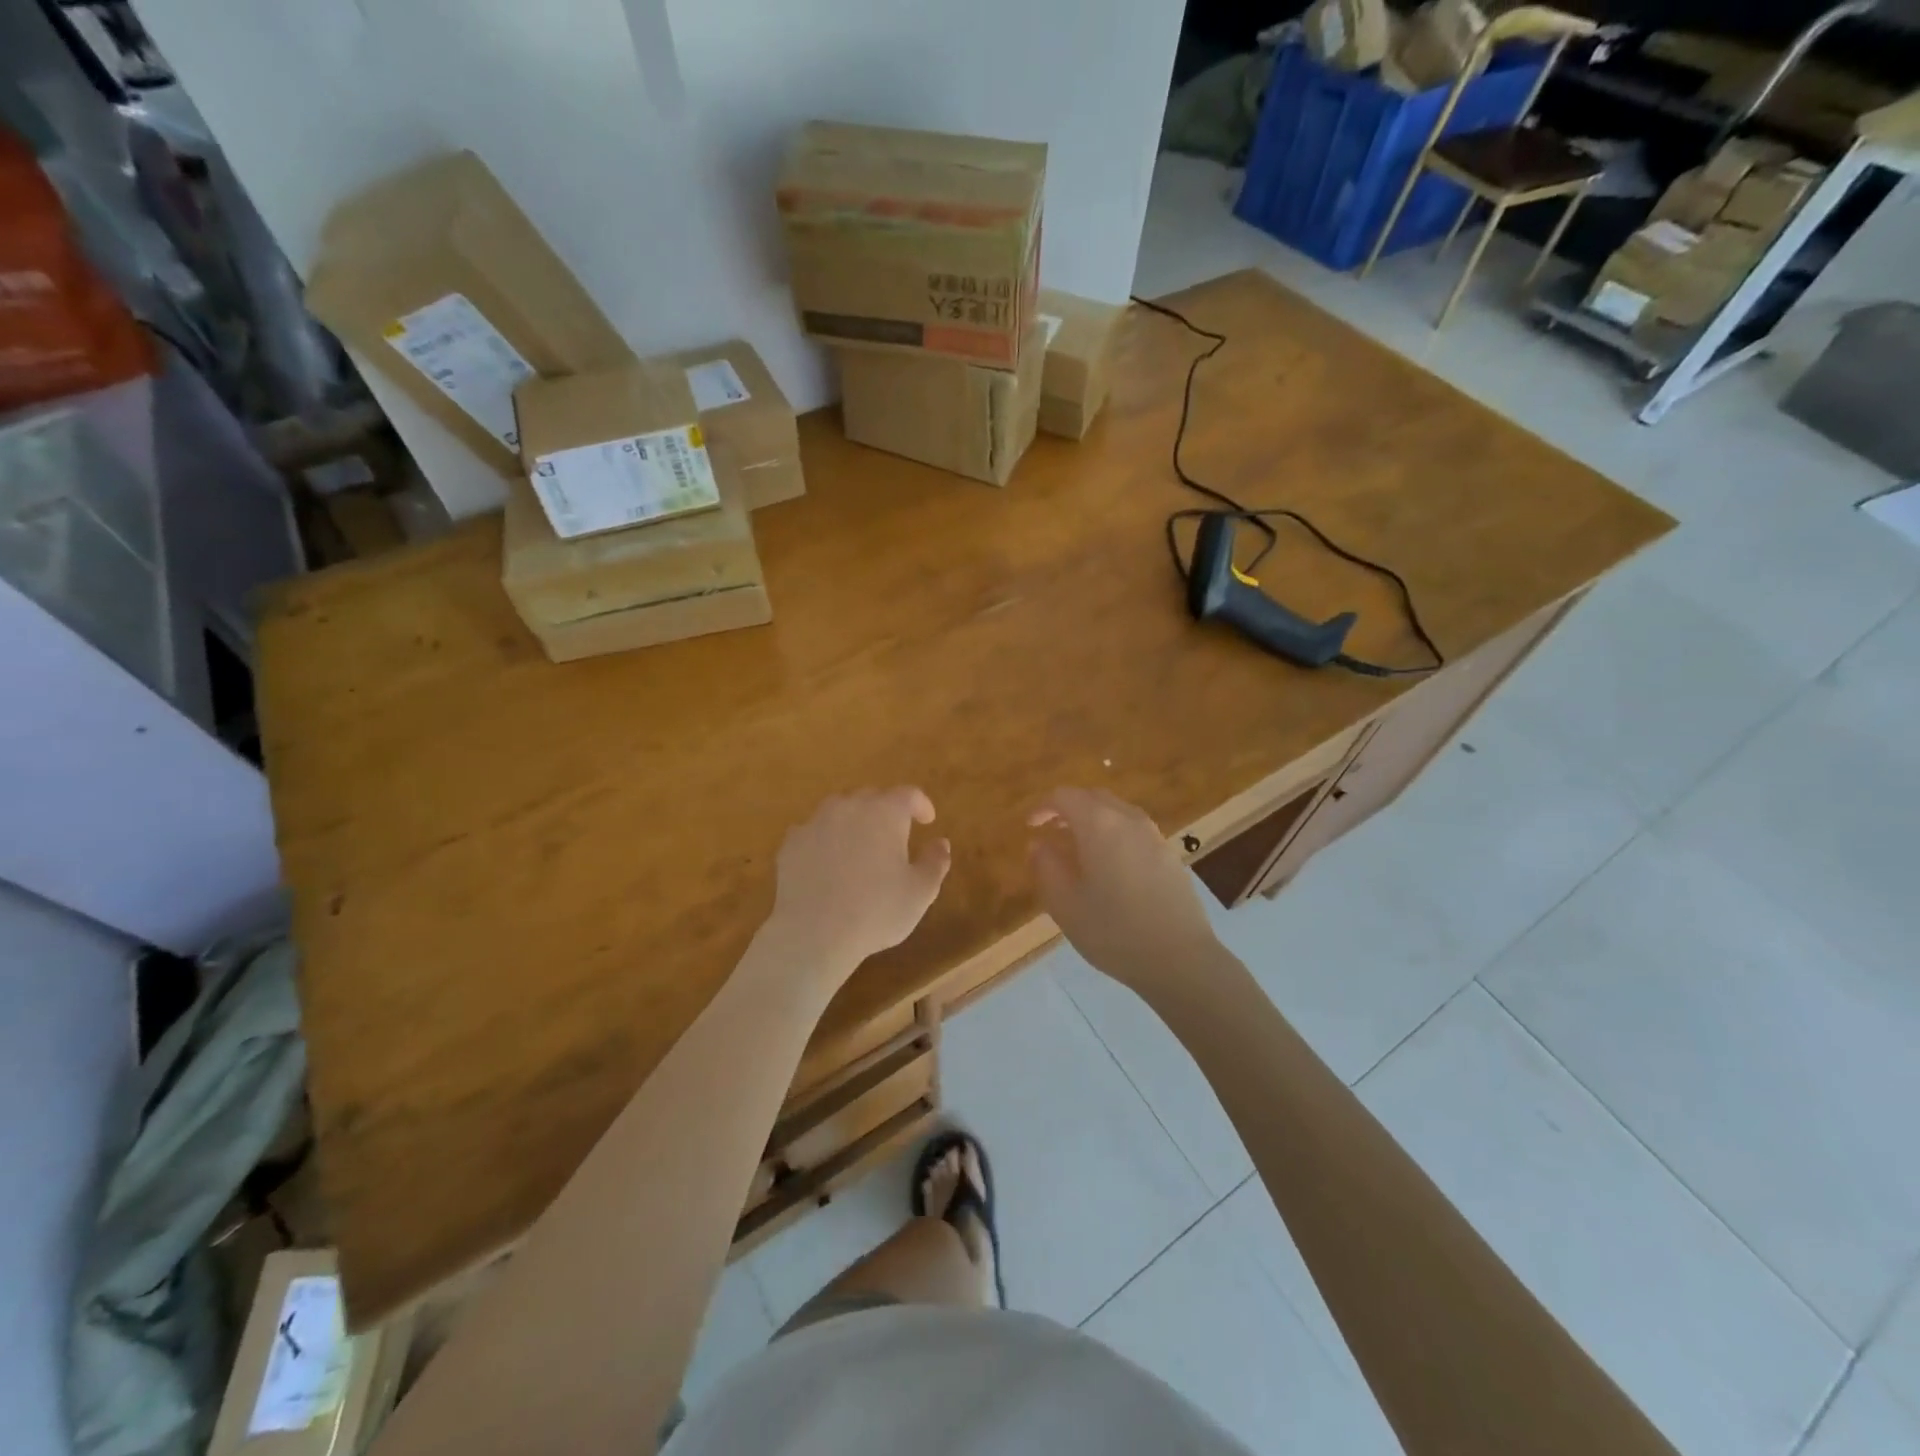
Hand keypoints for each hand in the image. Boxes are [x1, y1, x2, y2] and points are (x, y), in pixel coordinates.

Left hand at [764, 787, 951, 980]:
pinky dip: (825, 839)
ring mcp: (816, 822)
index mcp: (885, 813)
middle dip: (886, 810)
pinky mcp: (791, 842)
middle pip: (872, 797)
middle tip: (894, 835)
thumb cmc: (876, 911)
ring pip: (839, 809)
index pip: (908, 794)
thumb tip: (940, 843)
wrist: (814, 933)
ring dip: (854, 820)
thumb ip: (935, 862)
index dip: (921, 804)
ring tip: (859, 845)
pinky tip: (827, 862)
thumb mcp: (920, 892)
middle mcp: (850, 807)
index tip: (927, 821)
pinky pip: (814, 831)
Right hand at [1028, 788, 1221, 996]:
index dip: (1044, 806)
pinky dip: (1115, 834)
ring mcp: (1154, 836)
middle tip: (1052, 830)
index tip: (1031, 826)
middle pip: (1094, 798)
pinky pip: (1135, 830)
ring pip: (1118, 812)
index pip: (1066, 796)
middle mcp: (1128, 820)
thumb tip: (1038, 844)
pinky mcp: (1170, 855)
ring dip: (1094, 820)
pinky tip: (1110, 865)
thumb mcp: (1065, 904)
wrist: (1179, 958)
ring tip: (1079, 848)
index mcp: (1099, 824)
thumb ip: (1046, 867)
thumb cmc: (1113, 931)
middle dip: (1070, 808)